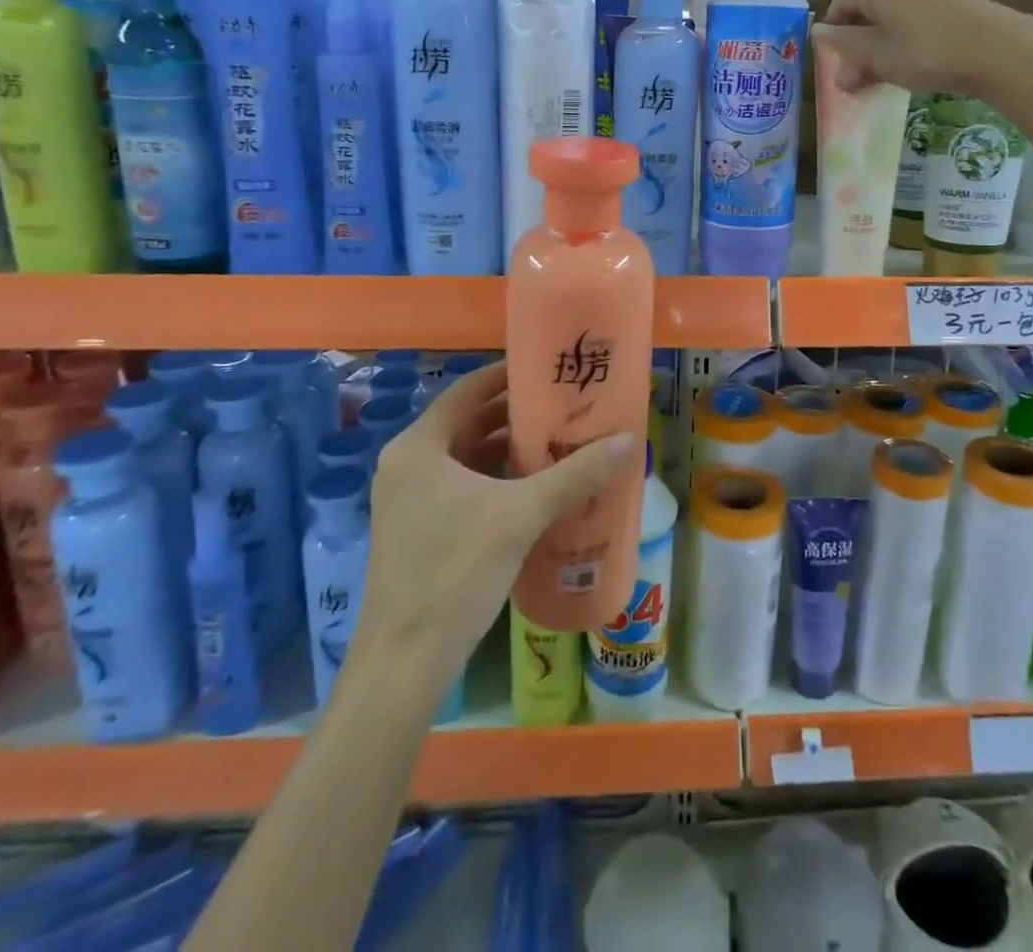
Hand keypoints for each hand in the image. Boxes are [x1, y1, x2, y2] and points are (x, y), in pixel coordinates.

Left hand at [355, 361, 631, 690]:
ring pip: (467, 459)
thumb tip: (627, 439)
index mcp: (419, 447)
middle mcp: (408, 465)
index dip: (507, 376)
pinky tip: (537, 490)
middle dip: (516, 415)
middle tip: (564, 406)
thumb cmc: (456, 571)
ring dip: (509, 451)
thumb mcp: (521, 515)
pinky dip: (498, 482)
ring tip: (559, 442)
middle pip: (469, 424)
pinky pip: (464, 488)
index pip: (467, 391)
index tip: (548, 369)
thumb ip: (575, 474)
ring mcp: (410, 501)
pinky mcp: (420, 531)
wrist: (405, 663)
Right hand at [819, 0, 1026, 93]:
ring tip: (888, 67)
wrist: (998, 49)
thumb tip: (821, 39)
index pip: (841, 1)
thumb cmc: (928, 53)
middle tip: (858, 70)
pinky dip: (909, 31)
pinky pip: (919, 11)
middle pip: (869, 3)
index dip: (832, 29)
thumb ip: (847, 50)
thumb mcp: (879, 58)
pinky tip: (918, 57)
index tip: (833, 58)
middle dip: (859, 37)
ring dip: (884, 36)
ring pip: (895, 8)